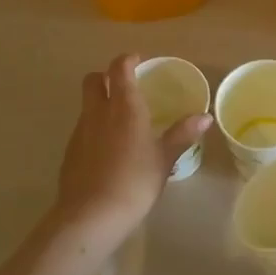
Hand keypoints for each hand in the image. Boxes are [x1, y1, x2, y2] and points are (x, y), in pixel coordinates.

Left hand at [54, 53, 210, 239]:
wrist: (91, 215)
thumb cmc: (135, 181)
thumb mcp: (164, 158)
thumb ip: (182, 134)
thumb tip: (205, 117)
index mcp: (124, 106)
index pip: (119, 68)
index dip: (128, 59)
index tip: (139, 61)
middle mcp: (98, 111)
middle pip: (93, 79)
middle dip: (106, 76)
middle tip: (125, 86)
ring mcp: (80, 131)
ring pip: (86, 104)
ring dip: (100, 103)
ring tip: (120, 121)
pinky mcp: (70, 151)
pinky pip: (82, 128)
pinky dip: (94, 128)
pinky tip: (108, 149)